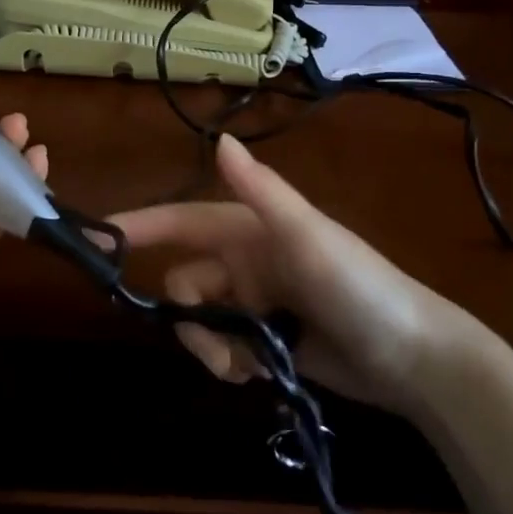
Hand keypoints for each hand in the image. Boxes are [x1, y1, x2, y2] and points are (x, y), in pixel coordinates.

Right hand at [110, 133, 486, 415]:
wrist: (415, 358)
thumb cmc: (359, 287)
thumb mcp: (307, 236)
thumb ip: (262, 192)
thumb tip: (219, 139)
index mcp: (251, 230)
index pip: (182, 221)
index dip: (140, 225)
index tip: (97, 238)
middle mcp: (248, 262)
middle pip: (186, 282)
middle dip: (189, 315)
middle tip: (216, 345)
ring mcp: (258, 303)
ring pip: (201, 320)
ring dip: (210, 346)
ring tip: (244, 367)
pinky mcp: (269, 340)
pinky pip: (225, 348)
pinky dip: (229, 362)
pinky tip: (257, 374)